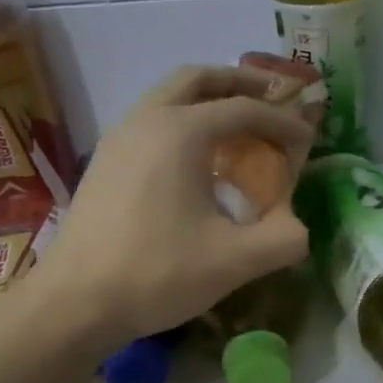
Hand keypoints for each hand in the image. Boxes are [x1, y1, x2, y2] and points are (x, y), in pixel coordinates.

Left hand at [27, 65, 314, 351]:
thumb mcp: (234, 261)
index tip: (308, 140)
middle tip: (271, 96)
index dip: (282, 121)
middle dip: (239, 82)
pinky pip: (150, 121)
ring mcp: (118, 138)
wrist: (74, 303)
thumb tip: (298, 228)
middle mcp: (146, 120)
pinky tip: (196, 161)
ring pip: (167, 96)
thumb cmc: (157, 273)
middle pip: (197, 79)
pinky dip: (181, 121)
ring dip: (206, 100)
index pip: (243, 109)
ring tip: (237, 126)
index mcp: (180, 132)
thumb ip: (282, 239)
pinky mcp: (104, 162)